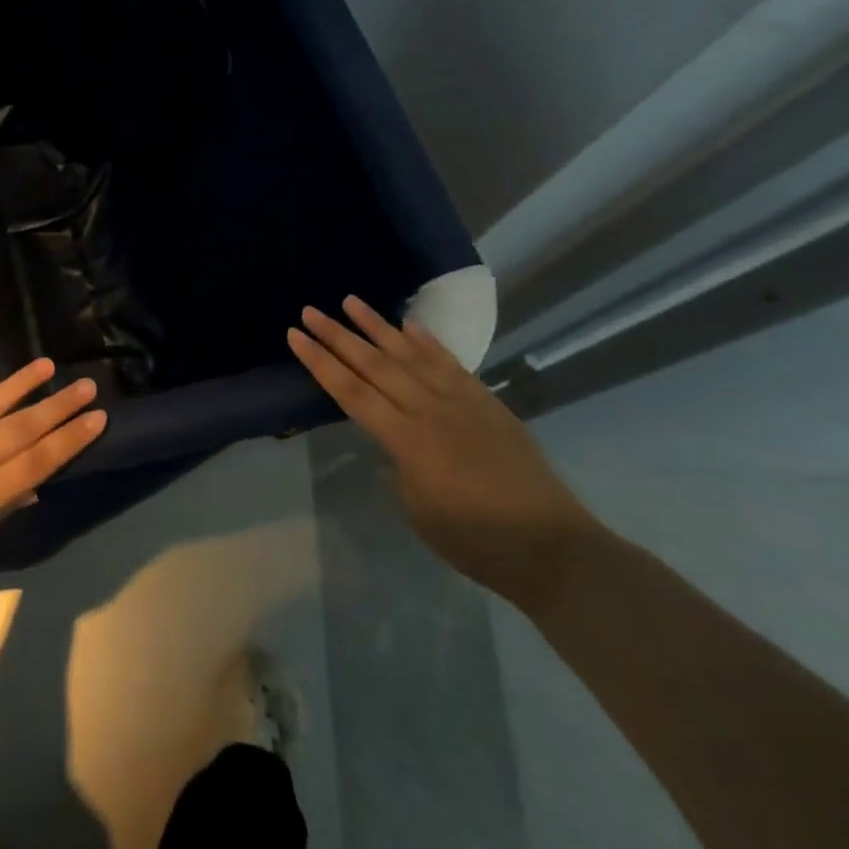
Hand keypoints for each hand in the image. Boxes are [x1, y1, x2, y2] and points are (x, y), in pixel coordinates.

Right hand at [287, 296, 600, 615]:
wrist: (553, 547)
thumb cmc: (474, 539)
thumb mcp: (416, 507)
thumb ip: (397, 463)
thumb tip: (392, 441)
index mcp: (405, 440)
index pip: (350, 392)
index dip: (320, 363)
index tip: (295, 336)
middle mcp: (429, 410)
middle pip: (374, 365)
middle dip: (338, 336)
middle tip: (310, 310)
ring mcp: (461, 402)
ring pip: (410, 355)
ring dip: (377, 326)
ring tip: (350, 301)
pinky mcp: (487, 403)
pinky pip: (450, 364)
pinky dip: (427, 342)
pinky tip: (408, 326)